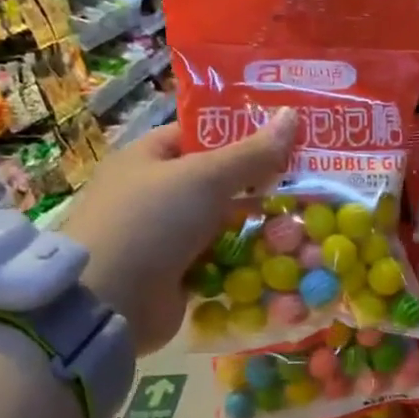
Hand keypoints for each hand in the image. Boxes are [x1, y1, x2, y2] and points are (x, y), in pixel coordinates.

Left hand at [61, 110, 297, 353]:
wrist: (110, 302)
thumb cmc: (152, 221)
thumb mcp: (205, 177)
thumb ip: (251, 153)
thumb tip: (292, 115)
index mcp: (148, 158)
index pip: (199, 136)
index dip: (241, 134)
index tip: (286, 138)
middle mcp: (154, 195)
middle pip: (216, 183)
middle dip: (259, 185)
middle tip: (308, 183)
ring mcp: (165, 239)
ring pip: (222, 225)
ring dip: (258, 227)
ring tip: (306, 224)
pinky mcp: (177, 276)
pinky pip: (220, 262)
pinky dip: (247, 262)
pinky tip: (283, 259)